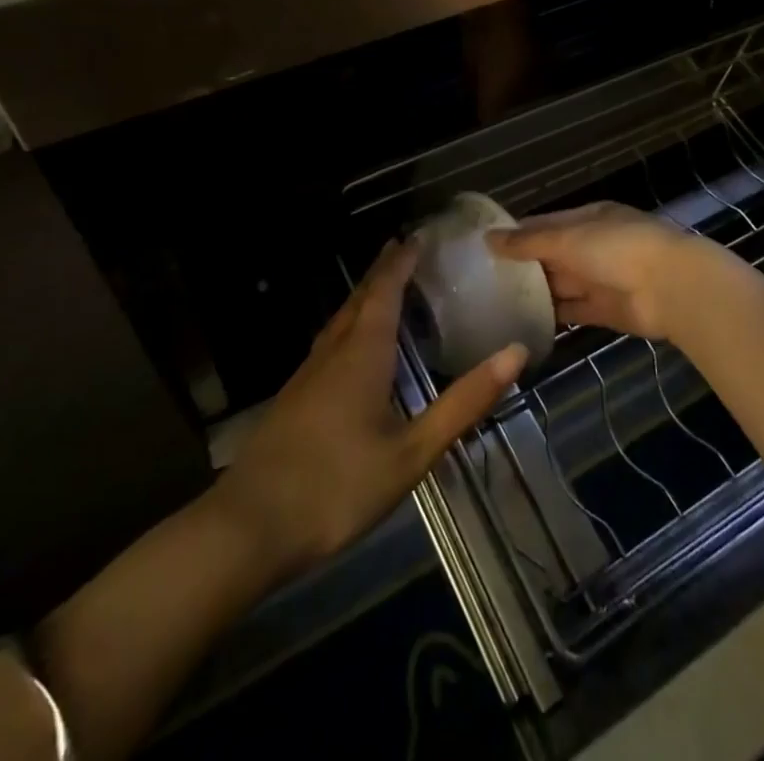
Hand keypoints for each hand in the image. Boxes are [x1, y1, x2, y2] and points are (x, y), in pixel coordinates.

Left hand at [214, 237, 524, 578]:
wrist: (249, 527)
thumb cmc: (338, 485)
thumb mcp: (412, 451)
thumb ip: (463, 402)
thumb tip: (515, 353)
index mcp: (362, 352)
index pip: (385, 291)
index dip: (401, 261)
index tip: (417, 236)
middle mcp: (333, 351)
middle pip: (359, 298)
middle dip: (382, 271)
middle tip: (404, 248)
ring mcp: (307, 374)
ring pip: (340, 320)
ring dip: (364, 296)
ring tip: (384, 287)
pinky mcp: (294, 397)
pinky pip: (329, 341)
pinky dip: (350, 324)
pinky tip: (353, 346)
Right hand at [489, 201, 731, 341]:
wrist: (672, 288)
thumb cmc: (617, 248)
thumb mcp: (568, 238)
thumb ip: (528, 242)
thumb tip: (488, 238)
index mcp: (589, 218)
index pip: (546, 223)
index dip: (517, 233)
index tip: (485, 245)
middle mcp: (594, 246)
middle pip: (552, 255)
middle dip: (523, 265)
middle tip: (482, 279)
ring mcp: (601, 279)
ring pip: (561, 284)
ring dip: (536, 293)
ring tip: (495, 303)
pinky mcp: (606, 310)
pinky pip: (573, 311)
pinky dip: (553, 317)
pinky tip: (524, 323)